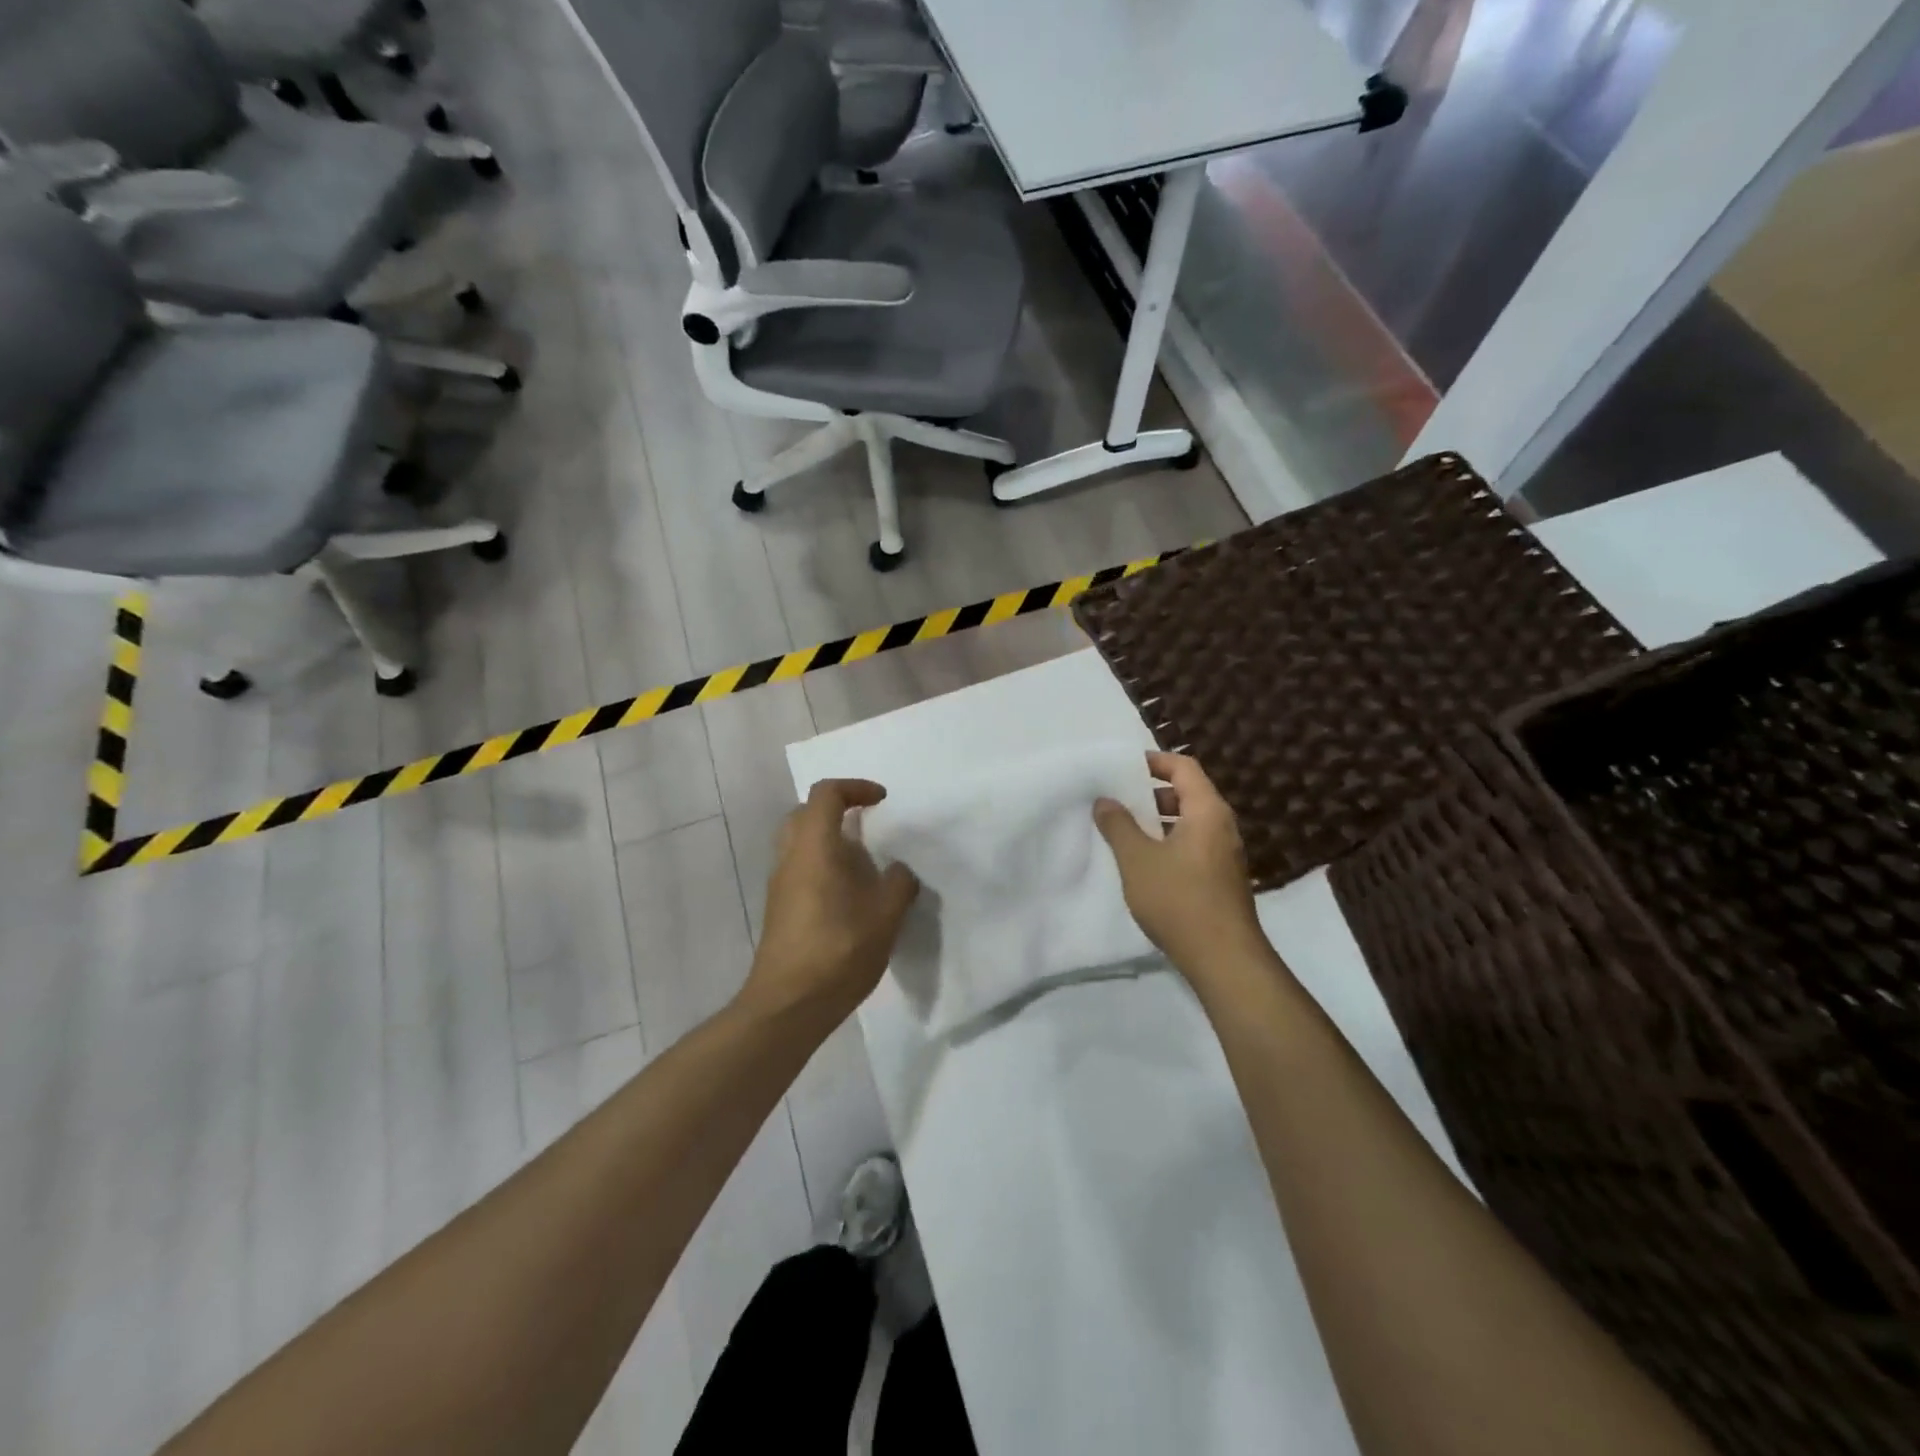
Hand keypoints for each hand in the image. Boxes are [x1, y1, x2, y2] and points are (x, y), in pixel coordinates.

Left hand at [742, 779, 919, 1030]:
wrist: (788, 1005)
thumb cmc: (838, 951)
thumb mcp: (885, 915)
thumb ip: (898, 884)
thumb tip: (897, 871)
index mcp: (814, 848)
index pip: (826, 794)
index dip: (855, 787)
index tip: (882, 801)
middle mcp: (790, 857)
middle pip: (806, 813)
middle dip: (838, 810)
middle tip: (868, 827)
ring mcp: (780, 884)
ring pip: (800, 842)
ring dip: (830, 841)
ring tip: (865, 865)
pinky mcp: (780, 908)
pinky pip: (800, 868)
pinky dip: (823, 865)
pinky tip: (850, 896)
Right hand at [1094, 753, 1267, 984]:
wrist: (1223, 958)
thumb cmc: (1178, 899)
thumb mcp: (1137, 859)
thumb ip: (1118, 825)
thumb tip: (1105, 800)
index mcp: (1207, 810)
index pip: (1184, 767)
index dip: (1155, 761)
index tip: (1125, 766)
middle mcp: (1223, 826)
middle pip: (1190, 792)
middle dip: (1154, 792)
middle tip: (1121, 798)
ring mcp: (1226, 854)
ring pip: (1191, 822)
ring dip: (1160, 819)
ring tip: (1127, 829)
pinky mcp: (1223, 878)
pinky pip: (1195, 844)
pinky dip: (1171, 841)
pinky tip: (1146, 862)